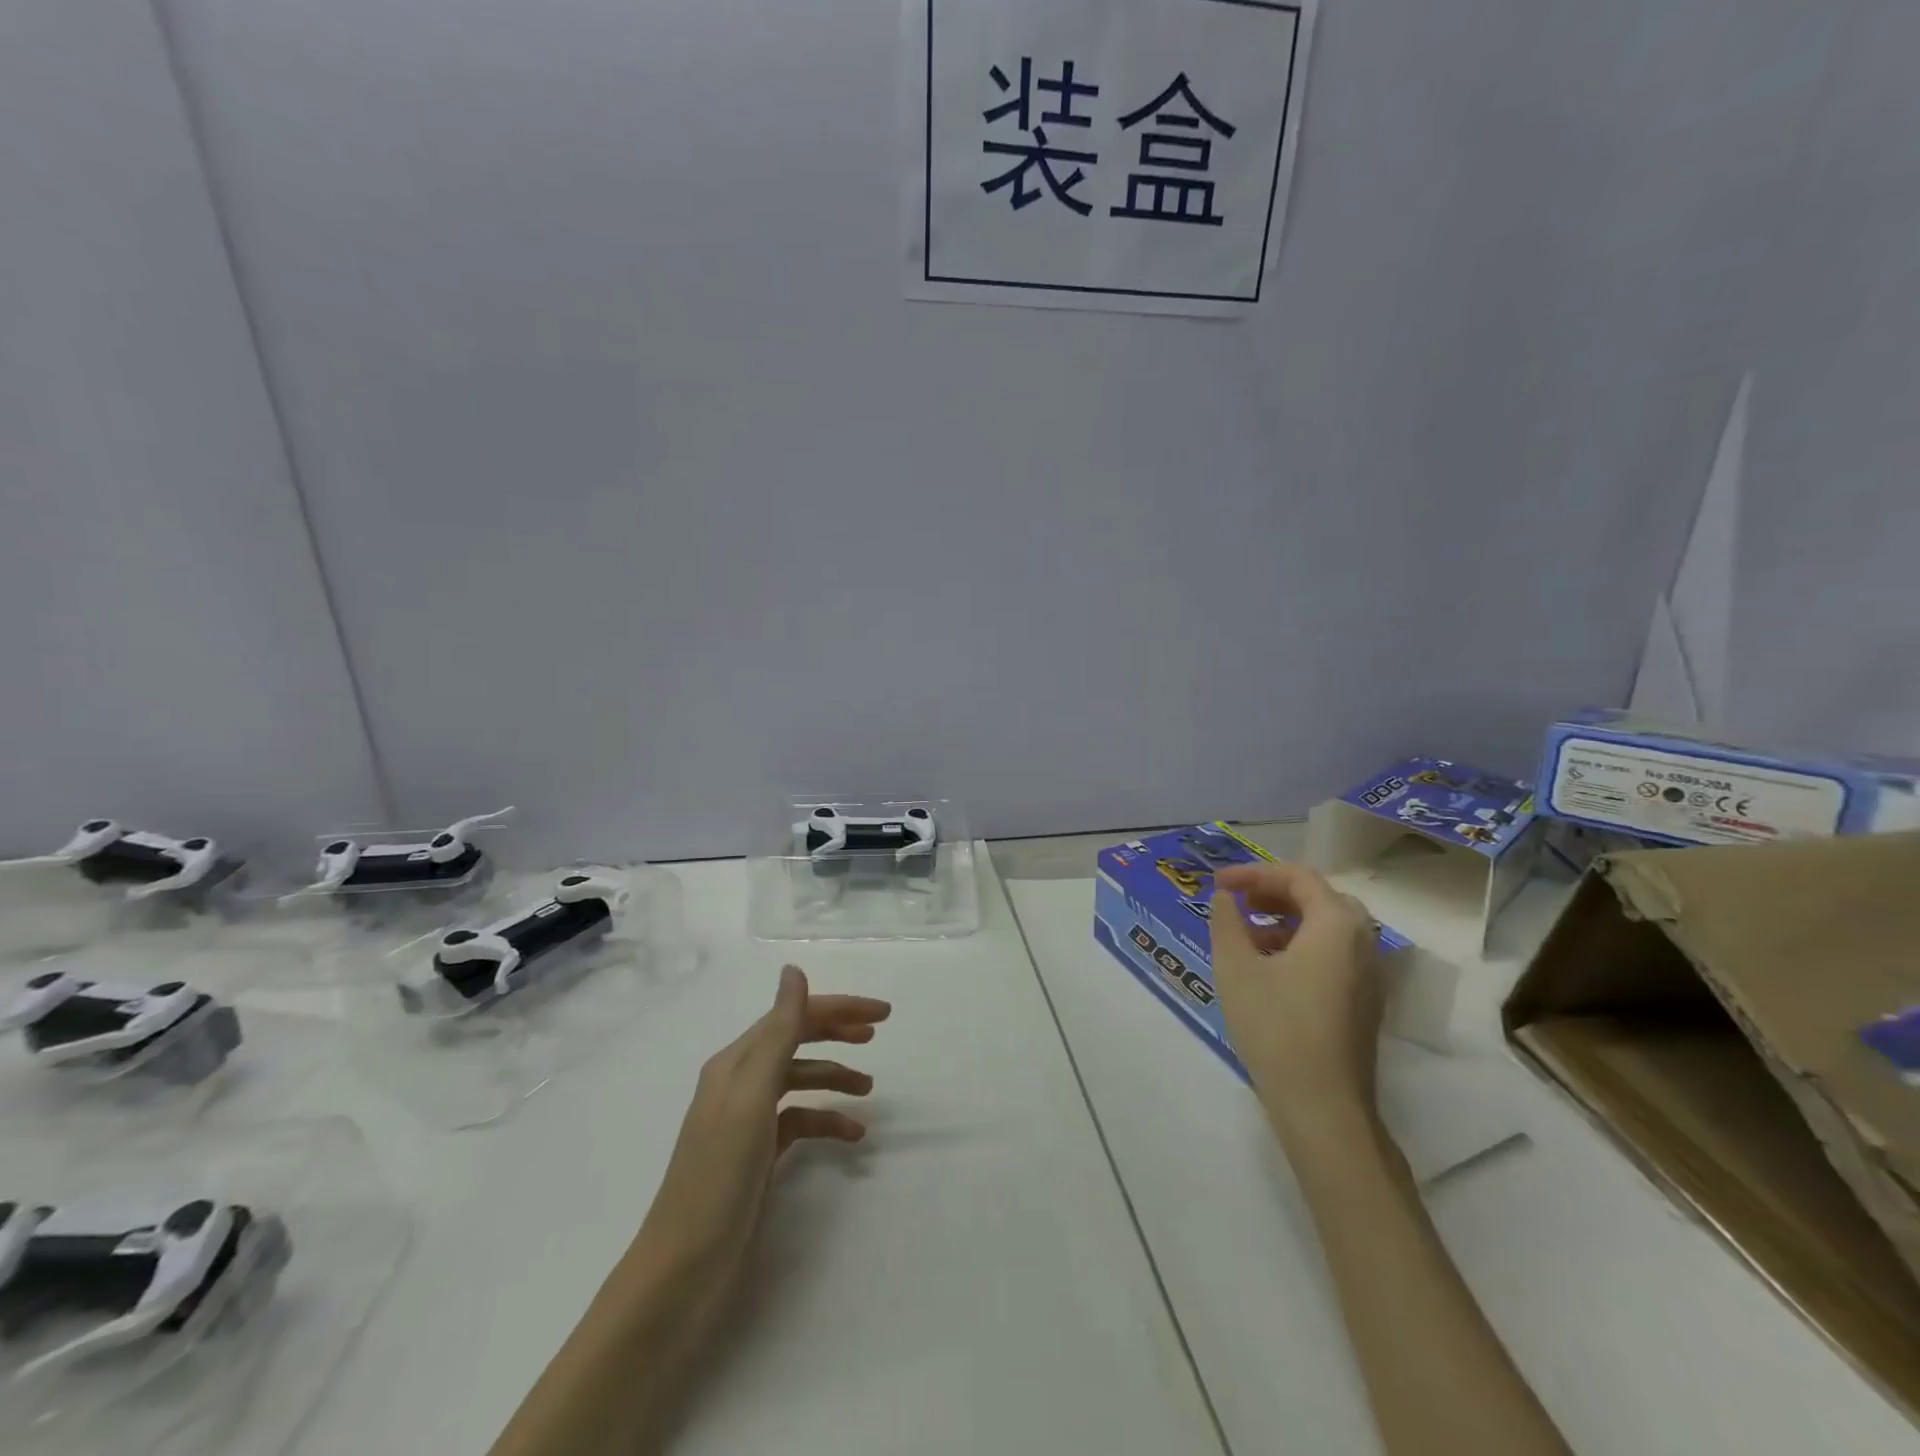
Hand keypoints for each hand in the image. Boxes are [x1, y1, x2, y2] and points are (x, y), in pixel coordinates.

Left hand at [641, 965, 890, 1274]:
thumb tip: (793, 970)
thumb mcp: (753, 1096)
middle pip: (796, 1041)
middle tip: (878, 1033)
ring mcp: (749, 1122)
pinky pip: (799, 1122)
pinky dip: (826, 1120)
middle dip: (837, 1032)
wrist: (683, 1271)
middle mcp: (740, 1083)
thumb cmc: (719, 1175)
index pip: (792, 1016)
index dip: (837, 1009)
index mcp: (736, 1063)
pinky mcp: (758, 1156)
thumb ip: (777, 1032)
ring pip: (800, 1081)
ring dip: (835, 1076)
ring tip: (870, 1089)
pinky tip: (852, 1135)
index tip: (883, 1014)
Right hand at [1210, 861, 1382, 1135]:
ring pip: (1328, 927)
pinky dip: (1301, 945)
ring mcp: (1369, 974)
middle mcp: (1362, 941)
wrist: (1322, 1105)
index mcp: (1336, 924)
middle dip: (1274, 893)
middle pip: (1319, 898)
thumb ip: (1227, 922)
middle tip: (1237, 902)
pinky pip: (1334, 954)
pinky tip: (1269, 968)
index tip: (1217, 884)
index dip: (1253, 873)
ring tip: (1246, 935)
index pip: (1297, 877)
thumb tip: (1224, 899)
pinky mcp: (1365, 1002)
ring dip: (1286, 920)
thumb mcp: (1236, 967)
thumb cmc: (1276, 1026)